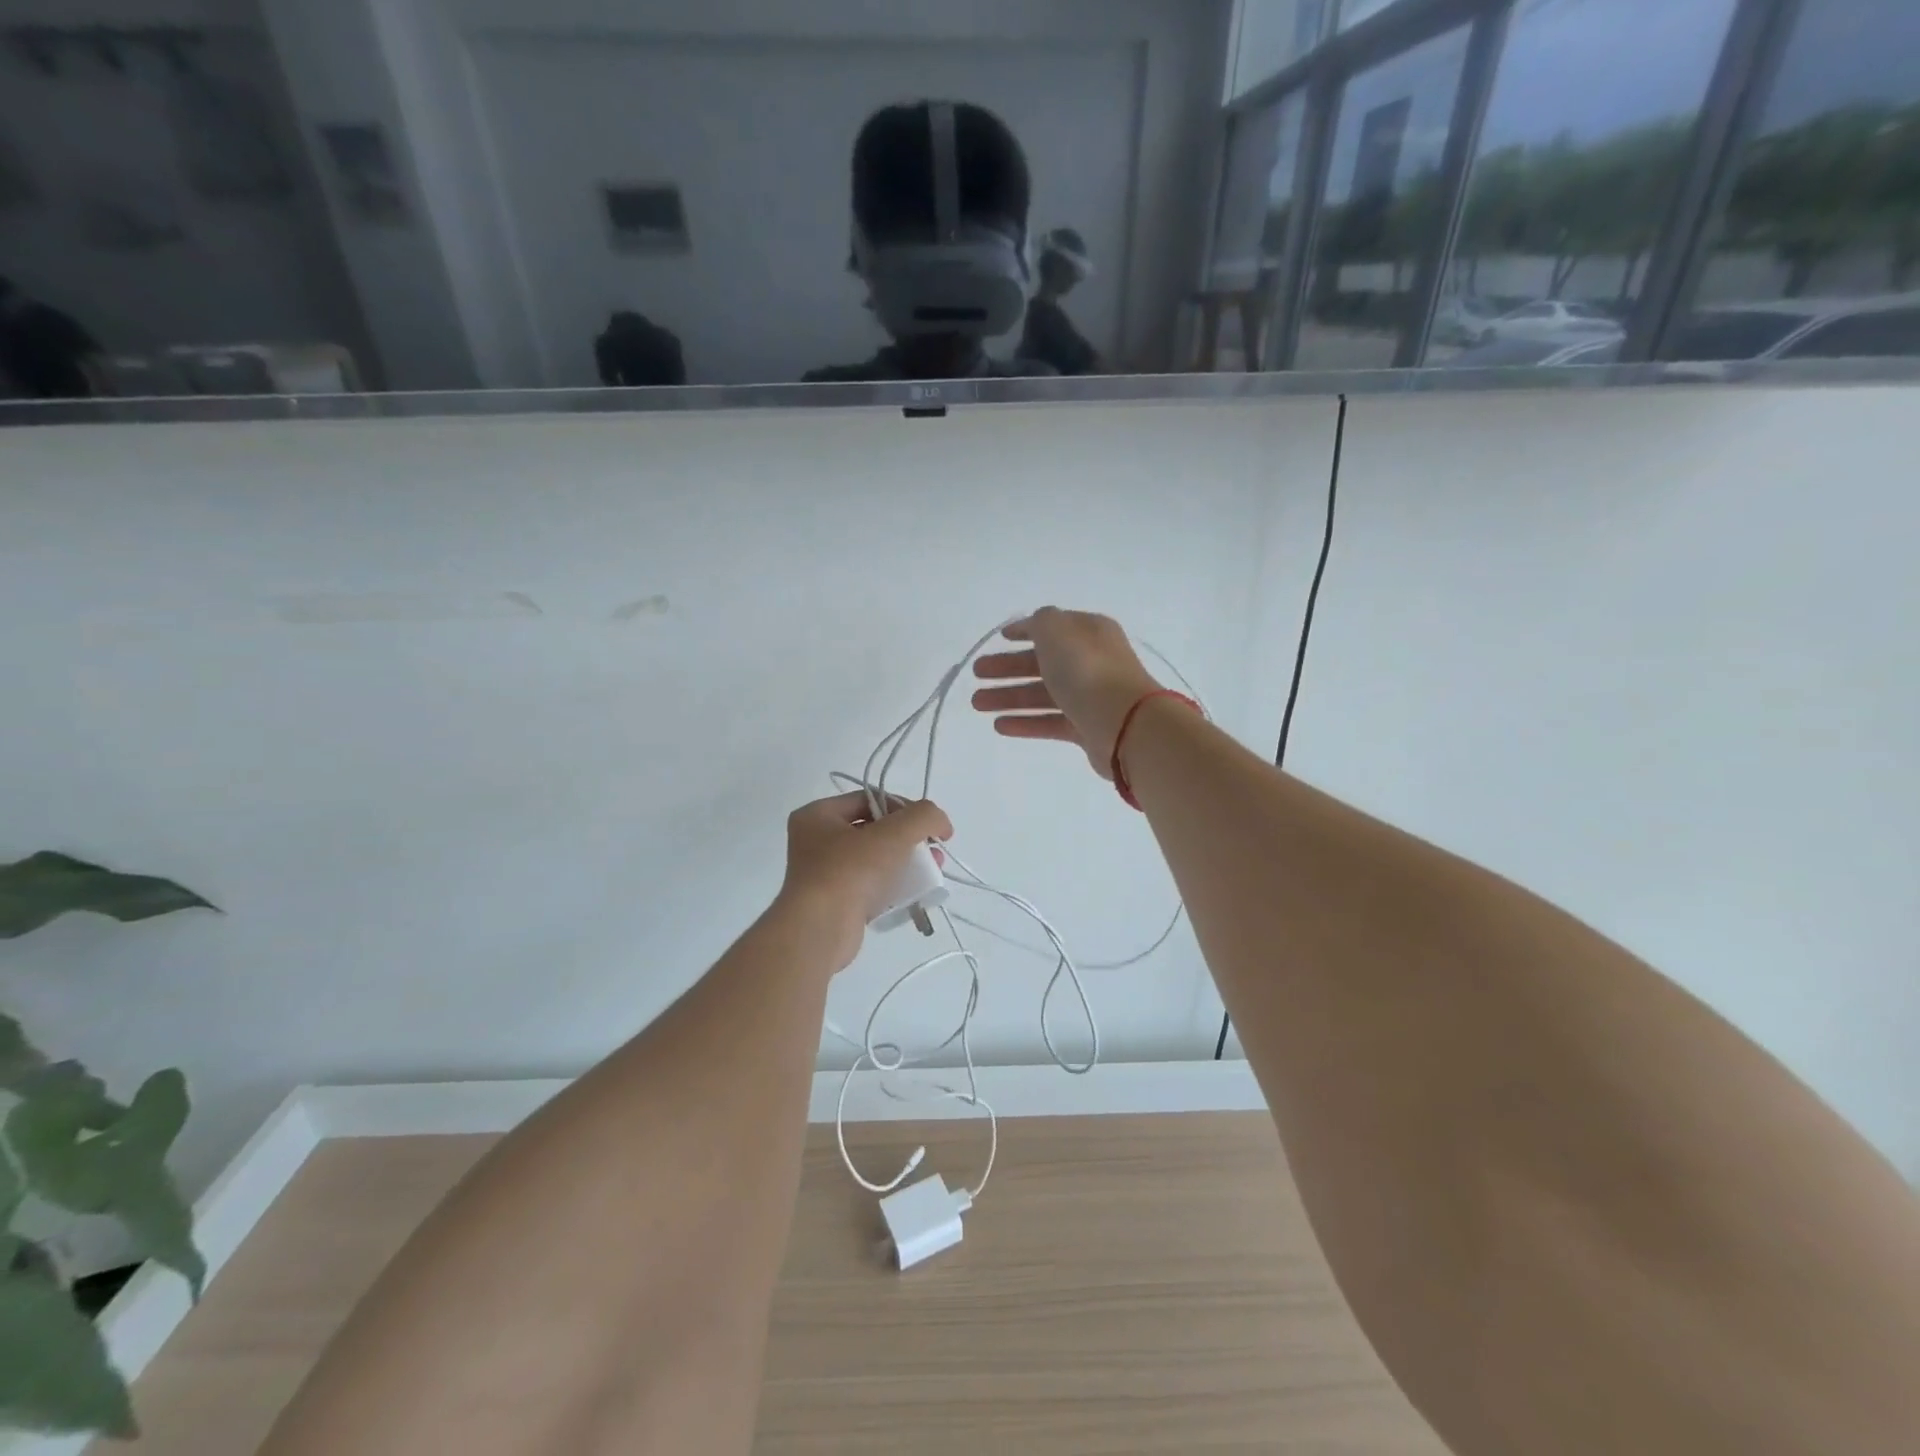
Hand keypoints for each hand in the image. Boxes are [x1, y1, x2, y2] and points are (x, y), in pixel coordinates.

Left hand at [777, 792, 953, 967]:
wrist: (820, 931)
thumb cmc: (851, 871)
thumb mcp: (894, 833)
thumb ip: (924, 817)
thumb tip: (941, 823)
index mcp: (818, 815)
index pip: (869, 799)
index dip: (903, 807)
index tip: (929, 825)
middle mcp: (815, 841)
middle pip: (873, 829)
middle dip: (909, 837)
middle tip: (934, 850)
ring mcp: (823, 874)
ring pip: (874, 859)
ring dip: (906, 861)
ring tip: (932, 871)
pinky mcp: (835, 903)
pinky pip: (871, 886)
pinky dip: (894, 886)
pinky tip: (915, 892)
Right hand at [970, 608, 1160, 778]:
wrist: (1125, 724)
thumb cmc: (1086, 670)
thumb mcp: (1057, 631)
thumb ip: (1039, 622)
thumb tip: (1035, 626)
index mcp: (1088, 632)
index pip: (1052, 628)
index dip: (1024, 631)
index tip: (999, 638)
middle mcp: (1091, 662)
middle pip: (1042, 662)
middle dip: (1007, 667)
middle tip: (977, 673)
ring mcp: (1089, 696)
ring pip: (1042, 694)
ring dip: (1008, 697)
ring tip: (977, 704)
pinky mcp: (1086, 728)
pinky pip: (1050, 721)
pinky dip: (1025, 722)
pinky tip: (1000, 726)